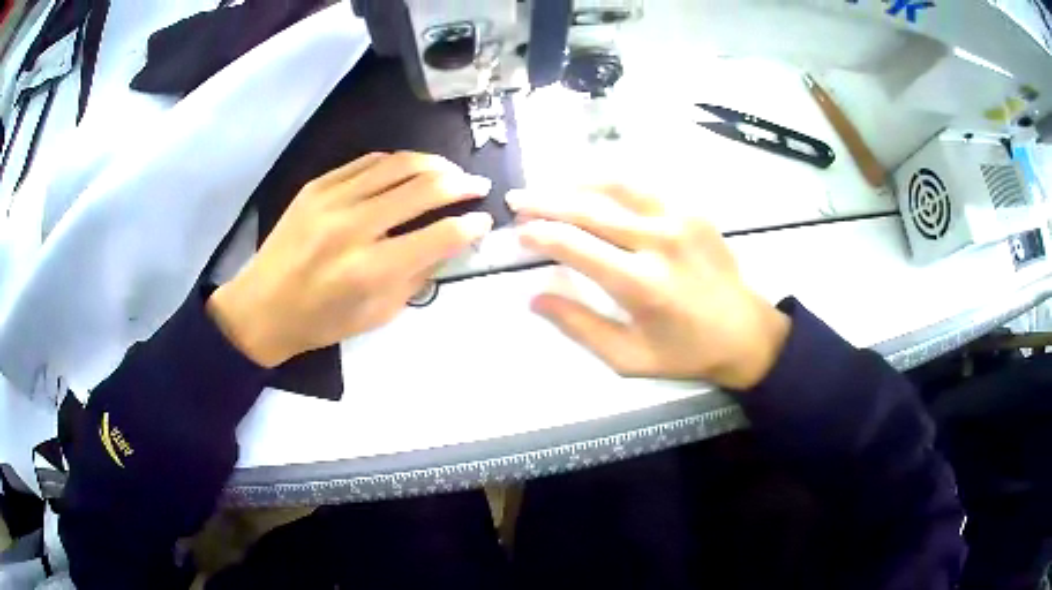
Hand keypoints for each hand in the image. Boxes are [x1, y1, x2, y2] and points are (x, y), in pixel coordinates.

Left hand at [208, 152, 493, 366]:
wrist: (261, 306)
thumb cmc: (320, 322)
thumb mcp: (377, 314)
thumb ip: (417, 277)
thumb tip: (449, 244)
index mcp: (370, 270)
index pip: (438, 236)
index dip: (470, 226)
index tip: (483, 221)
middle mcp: (354, 227)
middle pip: (423, 189)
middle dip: (461, 184)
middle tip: (478, 186)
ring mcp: (332, 199)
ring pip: (398, 164)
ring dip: (433, 164)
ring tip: (450, 171)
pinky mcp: (317, 186)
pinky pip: (367, 162)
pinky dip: (396, 163)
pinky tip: (409, 169)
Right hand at [508, 185, 788, 389]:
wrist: (746, 332)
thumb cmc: (686, 352)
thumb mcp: (629, 356)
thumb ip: (580, 326)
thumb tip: (534, 297)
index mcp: (642, 283)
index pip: (576, 246)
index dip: (541, 235)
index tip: (518, 232)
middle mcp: (659, 241)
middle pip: (590, 210)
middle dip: (546, 203)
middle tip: (517, 199)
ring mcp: (680, 218)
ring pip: (615, 187)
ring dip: (576, 184)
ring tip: (548, 187)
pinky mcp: (693, 210)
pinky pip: (643, 187)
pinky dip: (611, 183)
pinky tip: (592, 186)